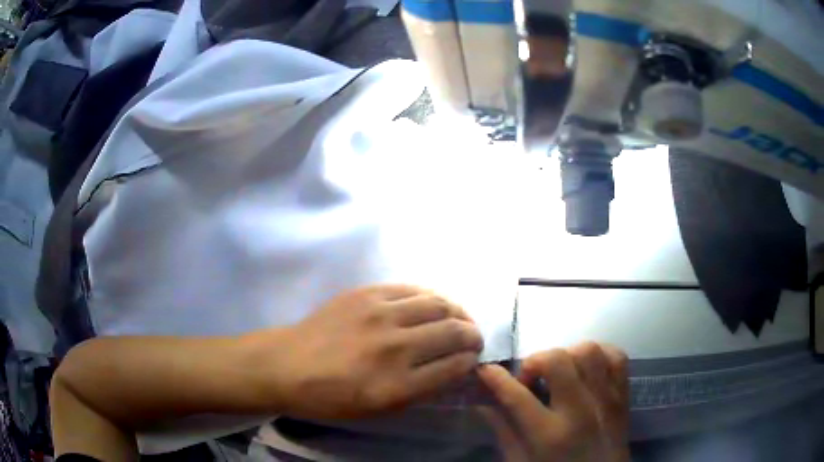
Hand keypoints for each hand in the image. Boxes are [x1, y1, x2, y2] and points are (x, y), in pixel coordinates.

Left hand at [247, 285, 482, 419]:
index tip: (472, 359)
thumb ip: (420, 390)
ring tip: (459, 318)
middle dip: (472, 335)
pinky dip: (430, 296)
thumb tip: (452, 368)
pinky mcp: (366, 294)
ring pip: (437, 304)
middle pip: (452, 332)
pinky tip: (433, 303)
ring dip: (457, 312)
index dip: (470, 361)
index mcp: (397, 385)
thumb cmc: (332, 397)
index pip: (453, 366)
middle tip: (473, 338)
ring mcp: (379, 315)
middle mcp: (394, 347)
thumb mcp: (378, 409)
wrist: (288, 365)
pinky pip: (411, 289)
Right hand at [478, 343, 629, 461]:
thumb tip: (481, 402)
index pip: (517, 396)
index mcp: (549, 435)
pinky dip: (599, 354)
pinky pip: (616, 356)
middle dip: (536, 361)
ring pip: (588, 351)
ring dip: (567, 355)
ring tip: (559, 373)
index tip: (485, 370)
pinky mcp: (624, 395)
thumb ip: (503, 430)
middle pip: (557, 360)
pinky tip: (586, 369)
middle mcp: (581, 411)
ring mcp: (607, 399)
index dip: (495, 378)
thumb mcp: (521, 461)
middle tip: (530, 379)